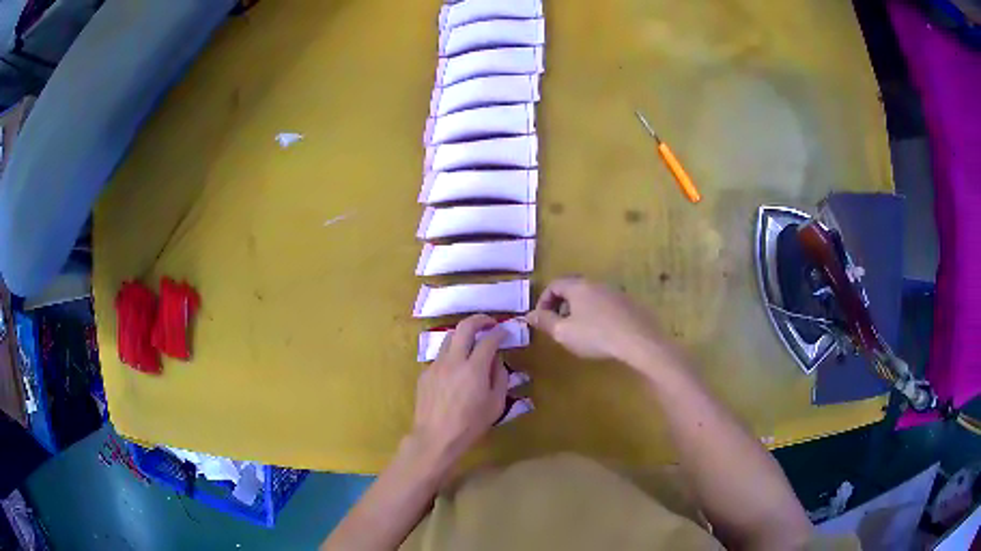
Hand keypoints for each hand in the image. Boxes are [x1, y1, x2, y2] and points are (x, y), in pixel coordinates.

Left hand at [411, 314, 508, 466]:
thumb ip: (500, 378)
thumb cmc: (470, 425)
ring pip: (449, 339)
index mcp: (474, 369)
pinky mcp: (425, 374)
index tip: (505, 331)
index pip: (489, 340)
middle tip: (489, 322)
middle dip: (479, 320)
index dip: (499, 332)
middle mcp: (453, 361)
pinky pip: (440, 357)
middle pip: (464, 327)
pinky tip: (455, 371)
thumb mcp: (495, 405)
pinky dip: (451, 356)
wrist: (435, 438)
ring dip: (463, 335)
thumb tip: (497, 360)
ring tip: (472, 343)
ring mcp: (436, 365)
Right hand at [525, 277, 660, 362]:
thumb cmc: (596, 336)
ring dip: (580, 310)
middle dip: (561, 305)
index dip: (543, 301)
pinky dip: (598, 315)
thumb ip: (544, 322)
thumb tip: (528, 314)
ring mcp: (616, 292)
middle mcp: (597, 284)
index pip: (554, 285)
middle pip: (573, 288)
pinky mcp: (630, 304)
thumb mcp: (563, 333)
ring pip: (591, 296)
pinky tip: (602, 334)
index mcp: (578, 287)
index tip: (542, 320)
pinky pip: (607, 305)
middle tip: (559, 325)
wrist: (639, 340)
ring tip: (579, 331)